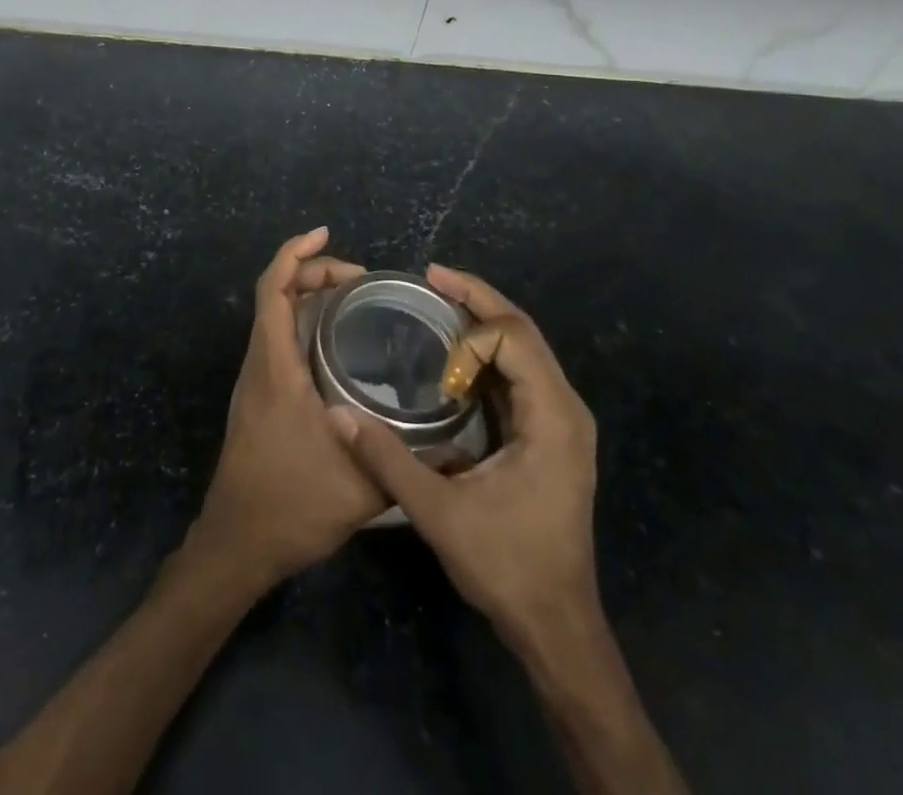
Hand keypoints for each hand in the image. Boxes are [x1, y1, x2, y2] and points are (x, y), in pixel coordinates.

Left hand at [189, 229, 383, 586]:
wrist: (237, 545)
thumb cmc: (291, 506)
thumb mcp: (361, 487)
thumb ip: (407, 462)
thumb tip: (456, 446)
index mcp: (275, 368)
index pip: (272, 290)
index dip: (294, 254)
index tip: (323, 233)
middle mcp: (260, 365)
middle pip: (274, 295)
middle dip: (311, 272)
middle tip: (359, 277)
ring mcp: (256, 382)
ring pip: (273, 317)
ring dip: (305, 297)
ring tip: (352, 299)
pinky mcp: (259, 399)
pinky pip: (276, 340)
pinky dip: (301, 323)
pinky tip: (335, 345)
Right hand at [330, 265, 600, 653]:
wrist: (558, 627)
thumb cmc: (507, 567)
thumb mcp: (439, 514)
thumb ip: (388, 460)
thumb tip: (337, 415)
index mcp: (552, 417)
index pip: (515, 337)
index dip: (471, 331)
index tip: (432, 339)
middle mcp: (565, 408)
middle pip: (523, 331)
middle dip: (477, 299)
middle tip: (430, 277)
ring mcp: (562, 422)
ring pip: (525, 349)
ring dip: (483, 323)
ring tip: (437, 303)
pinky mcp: (550, 435)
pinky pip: (521, 374)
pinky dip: (488, 353)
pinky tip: (454, 355)